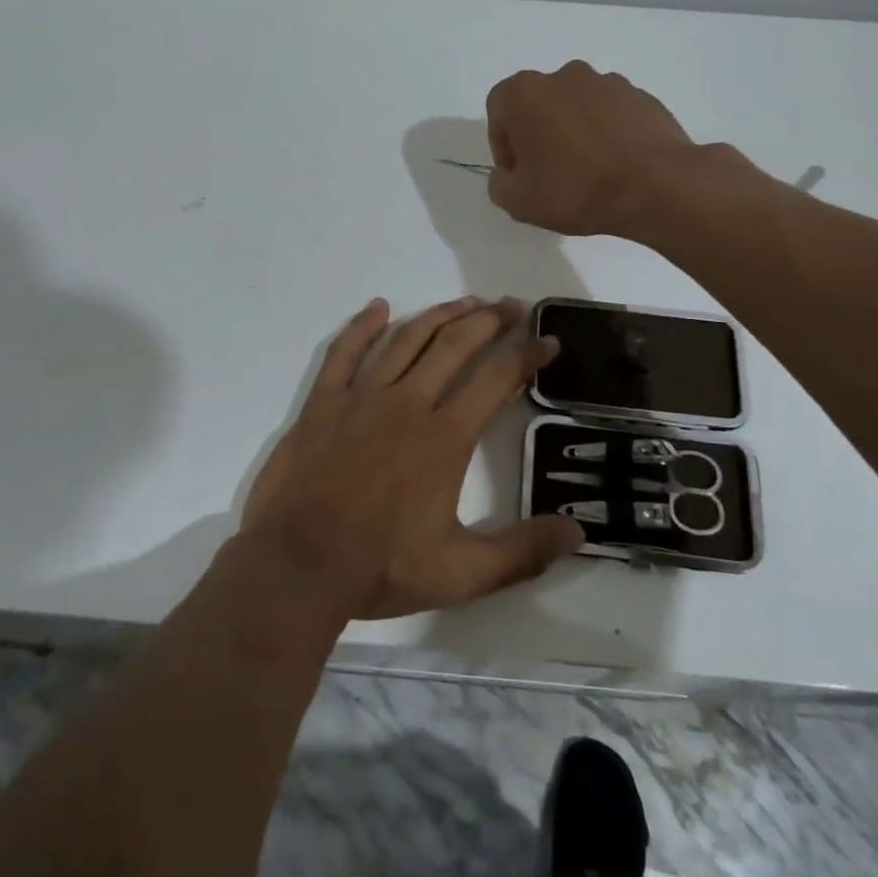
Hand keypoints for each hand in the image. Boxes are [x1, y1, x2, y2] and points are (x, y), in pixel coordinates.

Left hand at [241, 297, 584, 619]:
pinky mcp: (324, 401)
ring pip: (407, 338)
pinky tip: (378, 307)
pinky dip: (362, 325)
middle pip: (455, 343)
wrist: (298, 564)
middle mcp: (408, 402)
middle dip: (489, 320)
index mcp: (445, 436)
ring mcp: (362, 396)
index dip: (527, 354)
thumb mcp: (461, 574)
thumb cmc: (381, 567)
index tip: (548, 339)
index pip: (497, 378)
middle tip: (511, 306)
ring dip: (440, 314)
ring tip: (466, 302)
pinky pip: (344, 351)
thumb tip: (579, 531)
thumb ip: (522, 552)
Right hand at [486, 61, 747, 236]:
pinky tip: (615, 166)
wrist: (656, 186)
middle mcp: (564, 76)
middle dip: (538, 134)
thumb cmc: (575, 189)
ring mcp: (608, 82)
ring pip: (576, 107)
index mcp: (526, 92)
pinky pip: (611, 114)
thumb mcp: (518, 201)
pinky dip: (607, 134)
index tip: (518, 173)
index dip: (503, 144)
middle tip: (549, 173)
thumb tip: (509, 174)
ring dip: (574, 132)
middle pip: (539, 103)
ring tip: (587, 171)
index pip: (498, 109)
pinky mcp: (641, 96)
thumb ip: (499, 183)